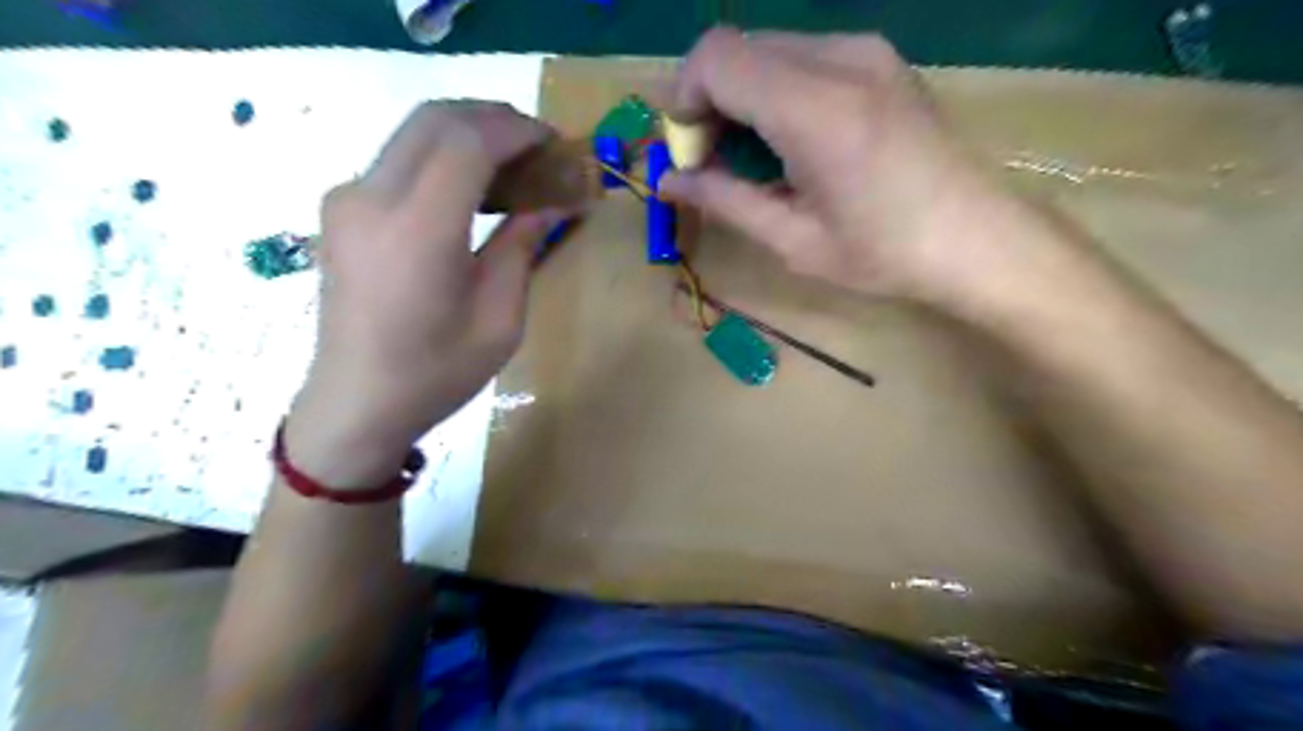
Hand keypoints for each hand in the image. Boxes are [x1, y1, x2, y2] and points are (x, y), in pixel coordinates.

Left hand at [285, 100, 566, 489]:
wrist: (356, 404)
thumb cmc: (437, 372)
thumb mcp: (500, 319)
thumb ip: (521, 246)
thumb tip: (551, 201)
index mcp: (417, 232)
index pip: (467, 142)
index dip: (517, 131)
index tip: (555, 144)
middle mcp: (372, 199)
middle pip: (436, 120)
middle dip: (495, 120)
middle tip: (538, 148)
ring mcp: (348, 199)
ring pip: (414, 132)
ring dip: (468, 134)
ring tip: (513, 165)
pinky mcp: (342, 209)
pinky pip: (399, 159)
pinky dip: (442, 156)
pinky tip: (472, 189)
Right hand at [667, 30, 1050, 301]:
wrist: (979, 238)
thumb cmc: (885, 254)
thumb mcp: (793, 240)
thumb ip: (724, 200)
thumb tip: (669, 180)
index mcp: (816, 109)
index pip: (715, 58)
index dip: (684, 102)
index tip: (692, 156)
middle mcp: (841, 58)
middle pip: (736, 48)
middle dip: (708, 102)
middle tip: (716, 164)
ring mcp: (866, 50)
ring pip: (766, 50)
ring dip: (741, 98)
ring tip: (756, 160)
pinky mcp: (880, 58)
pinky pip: (801, 58)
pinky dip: (775, 93)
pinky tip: (793, 144)